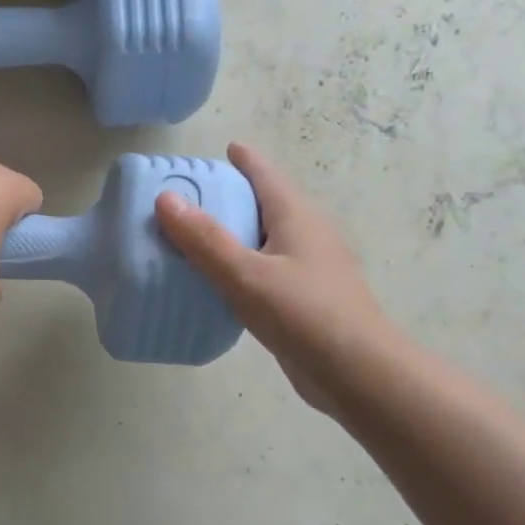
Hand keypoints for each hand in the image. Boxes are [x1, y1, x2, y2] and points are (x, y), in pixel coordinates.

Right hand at [155, 143, 395, 413]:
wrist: (359, 374)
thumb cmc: (304, 314)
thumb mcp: (245, 274)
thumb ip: (204, 239)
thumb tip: (166, 198)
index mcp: (297, 216)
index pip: (266, 174)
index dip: (244, 159)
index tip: (222, 149)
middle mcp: (306, 234)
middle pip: (266, 203)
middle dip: (233, 195)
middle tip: (190, 197)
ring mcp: (310, 268)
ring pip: (265, 238)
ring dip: (234, 233)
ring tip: (195, 238)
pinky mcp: (305, 298)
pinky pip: (265, 268)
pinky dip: (240, 265)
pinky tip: (218, 282)